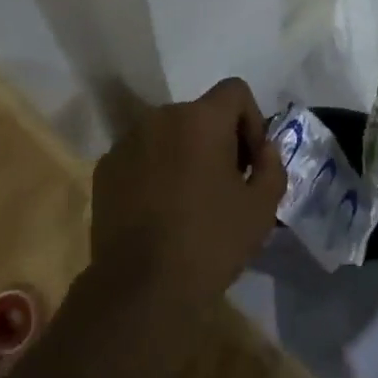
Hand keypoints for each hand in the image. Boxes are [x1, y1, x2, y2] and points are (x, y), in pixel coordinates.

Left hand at [90, 77, 283, 307]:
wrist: (142, 286)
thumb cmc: (210, 242)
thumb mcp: (261, 209)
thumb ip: (272, 167)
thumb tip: (264, 151)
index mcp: (201, 118)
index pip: (235, 91)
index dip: (251, 121)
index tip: (250, 164)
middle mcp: (161, 116)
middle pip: (200, 114)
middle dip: (217, 141)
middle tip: (224, 187)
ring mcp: (128, 140)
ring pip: (168, 135)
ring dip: (184, 155)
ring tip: (189, 202)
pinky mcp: (105, 167)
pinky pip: (141, 156)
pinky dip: (154, 172)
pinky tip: (158, 212)